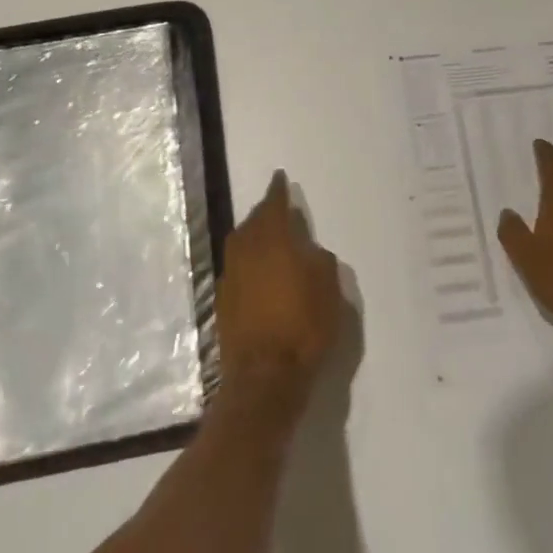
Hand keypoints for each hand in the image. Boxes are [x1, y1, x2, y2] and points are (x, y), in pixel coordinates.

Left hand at [216, 171, 341, 407]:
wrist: (265, 375)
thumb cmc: (304, 324)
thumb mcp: (329, 287)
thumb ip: (318, 260)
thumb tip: (306, 252)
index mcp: (273, 239)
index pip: (274, 205)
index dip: (278, 191)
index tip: (280, 177)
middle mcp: (246, 250)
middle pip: (253, 223)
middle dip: (264, 214)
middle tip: (277, 210)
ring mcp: (231, 276)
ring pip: (241, 245)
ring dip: (254, 237)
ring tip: (268, 239)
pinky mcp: (223, 301)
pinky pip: (237, 269)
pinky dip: (248, 263)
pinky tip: (259, 273)